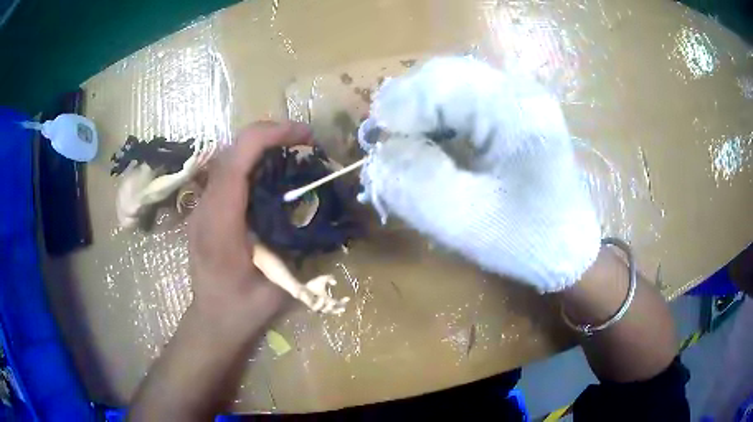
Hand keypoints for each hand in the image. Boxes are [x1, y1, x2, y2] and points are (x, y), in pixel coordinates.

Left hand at [187, 121, 312, 328]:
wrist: (212, 321)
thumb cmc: (243, 309)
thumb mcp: (279, 287)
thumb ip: (298, 249)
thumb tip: (322, 213)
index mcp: (221, 225)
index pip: (236, 161)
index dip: (270, 136)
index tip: (304, 137)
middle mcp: (205, 208)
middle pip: (231, 150)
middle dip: (269, 134)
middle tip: (304, 141)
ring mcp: (201, 208)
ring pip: (227, 157)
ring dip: (260, 146)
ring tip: (291, 151)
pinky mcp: (204, 211)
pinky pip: (226, 173)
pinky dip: (250, 162)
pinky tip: (271, 175)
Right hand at [359, 57, 600, 291]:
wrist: (568, 247)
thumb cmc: (527, 241)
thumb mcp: (466, 223)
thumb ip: (416, 184)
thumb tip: (381, 151)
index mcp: (518, 110)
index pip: (440, 83)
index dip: (399, 109)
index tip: (377, 146)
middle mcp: (519, 89)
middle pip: (443, 74)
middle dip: (407, 107)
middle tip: (388, 145)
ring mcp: (517, 95)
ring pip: (448, 83)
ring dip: (420, 112)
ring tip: (408, 147)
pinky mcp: (511, 109)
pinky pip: (461, 98)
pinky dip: (436, 118)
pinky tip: (434, 145)